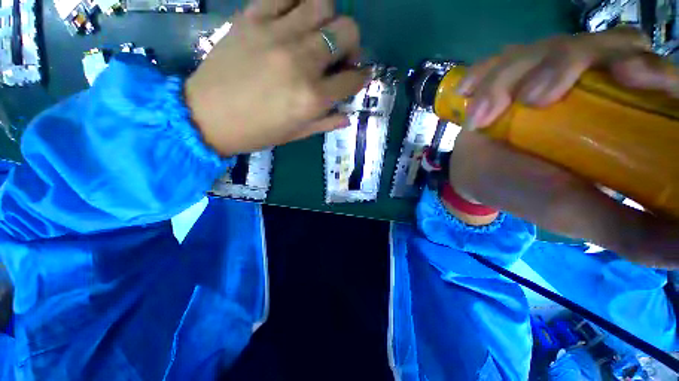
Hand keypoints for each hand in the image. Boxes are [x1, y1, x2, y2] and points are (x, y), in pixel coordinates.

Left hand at [186, 0, 369, 156]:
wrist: (207, 116)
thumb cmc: (257, 132)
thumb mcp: (297, 134)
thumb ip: (326, 123)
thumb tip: (347, 115)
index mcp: (313, 98)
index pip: (353, 79)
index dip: (361, 77)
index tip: (358, 77)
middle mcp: (302, 62)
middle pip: (346, 31)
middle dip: (352, 43)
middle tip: (341, 54)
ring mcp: (277, 35)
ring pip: (322, 4)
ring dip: (329, 19)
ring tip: (319, 34)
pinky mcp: (253, 18)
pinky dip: (297, 3)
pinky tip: (295, 19)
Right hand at [449, 28, 678, 267]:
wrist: (473, 175)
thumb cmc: (524, 193)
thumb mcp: (578, 215)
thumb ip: (632, 232)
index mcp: (625, 118)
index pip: (656, 75)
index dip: (650, 67)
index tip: (627, 75)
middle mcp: (594, 84)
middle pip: (605, 44)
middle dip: (565, 62)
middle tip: (529, 99)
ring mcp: (550, 73)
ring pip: (546, 47)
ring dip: (508, 78)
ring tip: (479, 117)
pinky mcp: (513, 73)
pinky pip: (503, 57)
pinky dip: (485, 73)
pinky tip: (467, 92)